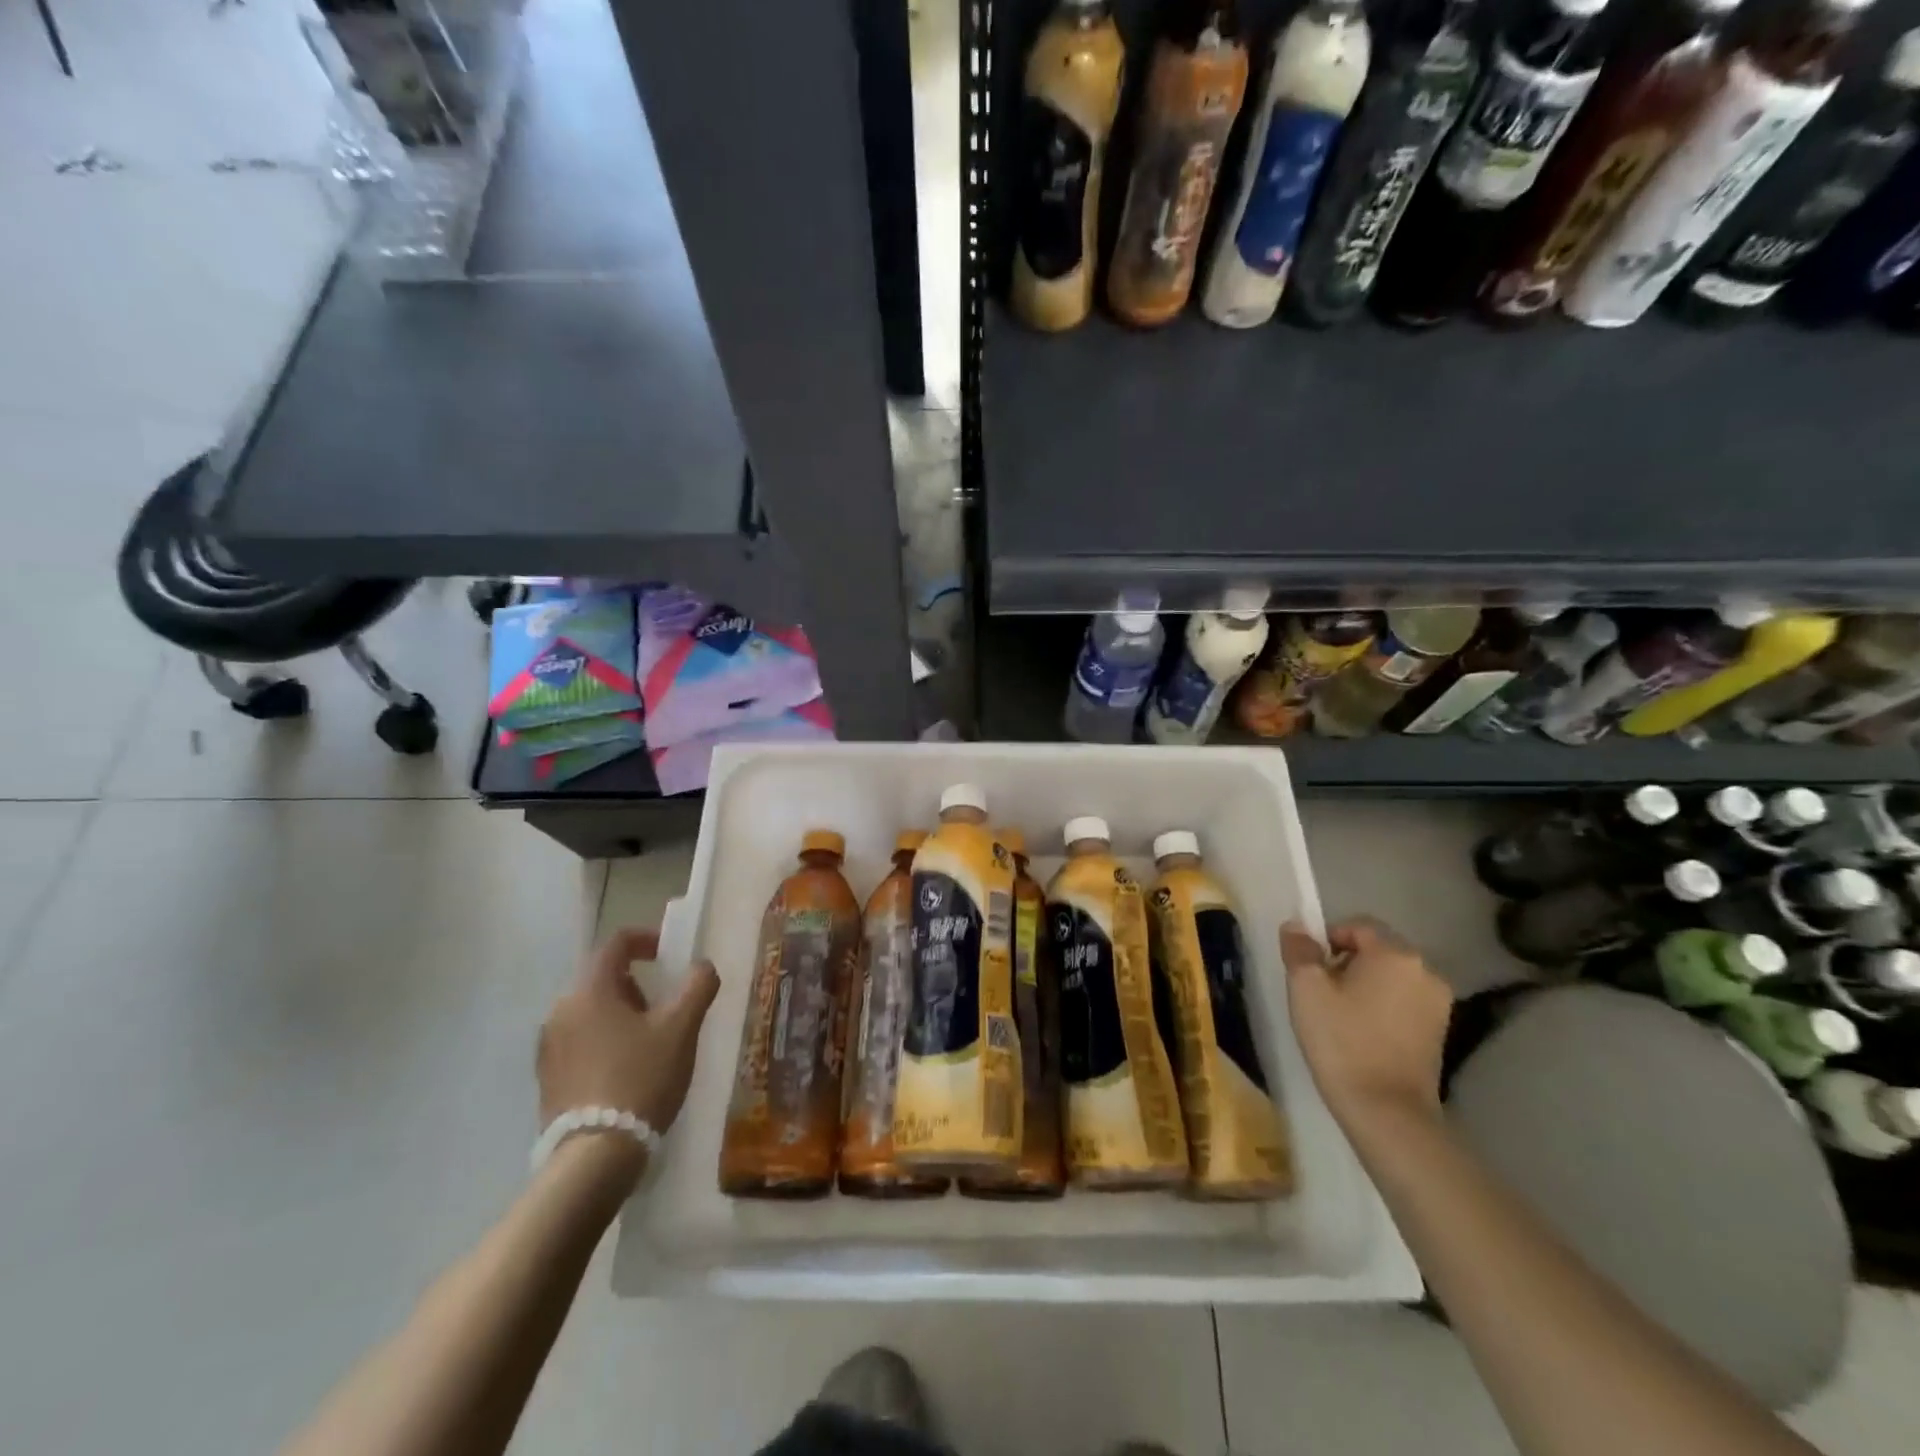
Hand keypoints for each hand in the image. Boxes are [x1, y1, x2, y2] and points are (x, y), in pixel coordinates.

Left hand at [537, 927, 721, 1149]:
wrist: (595, 1157)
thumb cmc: (641, 1079)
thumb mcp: (681, 1028)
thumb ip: (697, 987)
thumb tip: (703, 966)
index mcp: (590, 991)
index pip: (616, 944)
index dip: (646, 939)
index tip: (669, 955)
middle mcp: (560, 1011)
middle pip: (601, 978)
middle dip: (636, 984)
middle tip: (665, 1007)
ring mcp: (548, 1047)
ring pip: (590, 1011)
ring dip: (620, 1013)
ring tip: (650, 1042)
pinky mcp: (547, 1078)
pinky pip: (579, 1041)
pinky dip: (604, 1040)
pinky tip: (626, 1070)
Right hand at [1280, 917, 1452, 1142]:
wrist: (1387, 1111)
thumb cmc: (1342, 1040)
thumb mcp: (1306, 989)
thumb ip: (1300, 950)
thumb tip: (1296, 926)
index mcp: (1394, 953)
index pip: (1356, 926)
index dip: (1327, 940)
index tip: (1309, 970)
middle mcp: (1425, 970)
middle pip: (1377, 950)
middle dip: (1346, 963)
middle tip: (1320, 993)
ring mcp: (1438, 1003)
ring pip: (1391, 978)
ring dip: (1366, 986)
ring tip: (1341, 1016)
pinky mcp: (1441, 1032)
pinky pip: (1404, 1002)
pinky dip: (1383, 1008)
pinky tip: (1364, 1034)